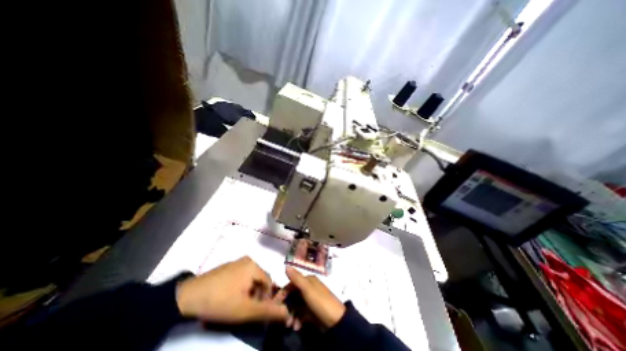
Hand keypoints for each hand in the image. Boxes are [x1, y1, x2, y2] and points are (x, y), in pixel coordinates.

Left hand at [175, 256, 287, 324]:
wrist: (187, 297)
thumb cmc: (219, 301)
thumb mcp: (244, 310)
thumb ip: (267, 311)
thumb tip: (287, 312)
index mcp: (253, 265)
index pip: (269, 282)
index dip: (265, 298)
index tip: (254, 311)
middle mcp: (247, 260)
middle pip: (259, 280)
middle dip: (255, 296)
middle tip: (244, 309)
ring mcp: (236, 262)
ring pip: (250, 279)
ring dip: (247, 293)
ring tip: (235, 305)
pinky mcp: (227, 266)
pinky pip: (240, 276)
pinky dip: (239, 288)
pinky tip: (228, 298)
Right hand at [279, 268, 346, 328]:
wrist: (336, 321)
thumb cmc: (320, 302)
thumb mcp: (307, 289)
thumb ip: (297, 278)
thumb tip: (286, 265)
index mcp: (309, 281)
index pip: (292, 283)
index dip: (284, 292)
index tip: (276, 303)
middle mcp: (309, 288)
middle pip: (293, 296)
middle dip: (287, 307)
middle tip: (284, 318)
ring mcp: (311, 300)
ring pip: (296, 306)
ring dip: (291, 315)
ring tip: (290, 325)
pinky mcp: (313, 312)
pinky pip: (301, 314)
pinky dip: (298, 320)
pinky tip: (297, 327)